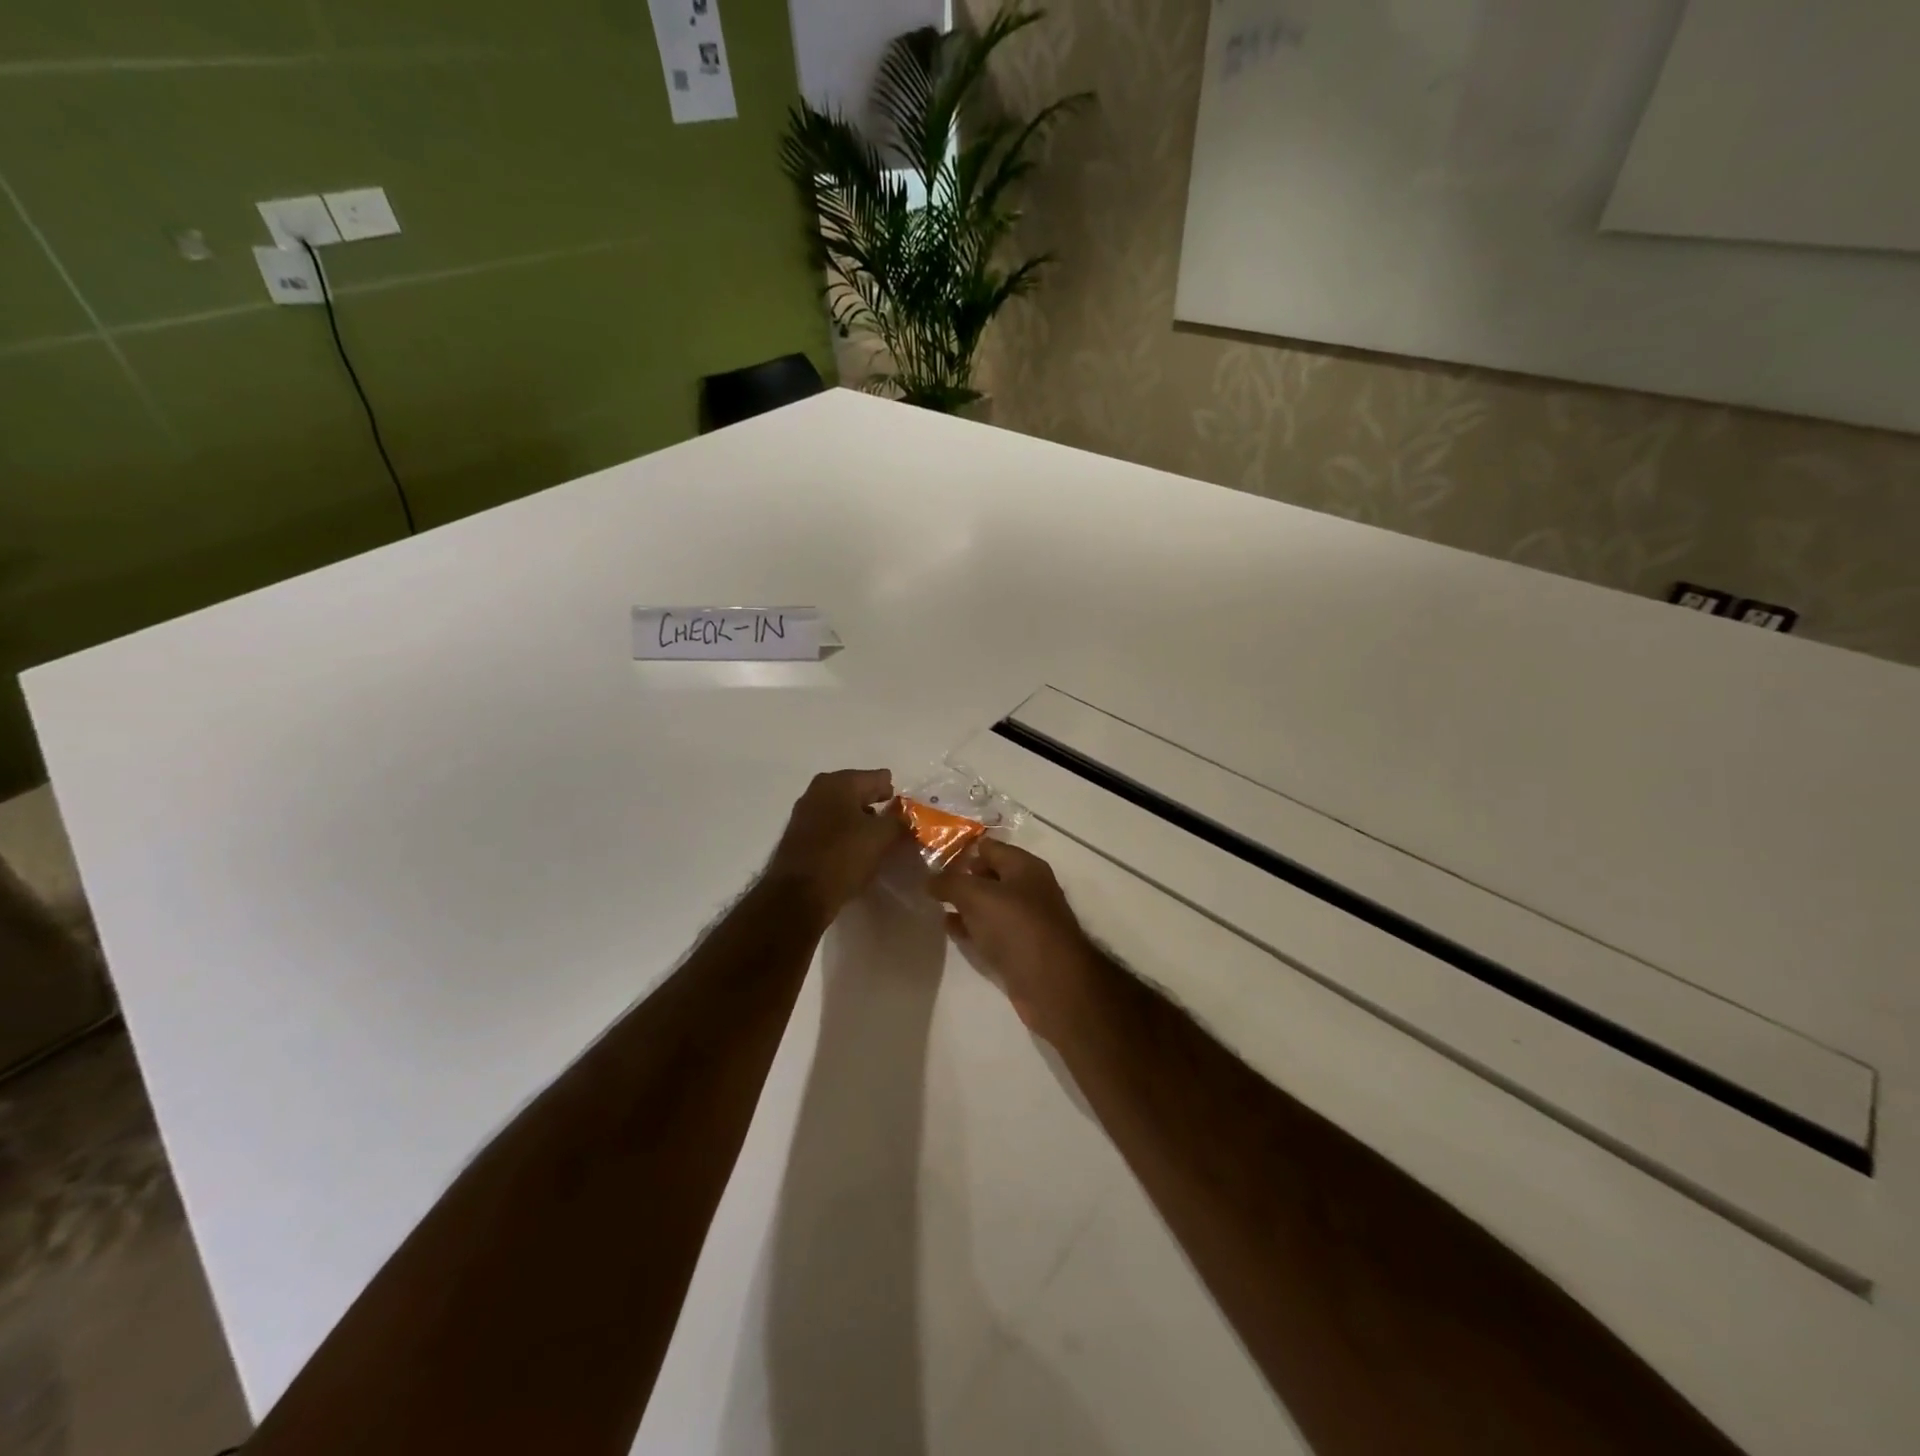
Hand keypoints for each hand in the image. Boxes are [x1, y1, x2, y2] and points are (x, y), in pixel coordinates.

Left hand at [765, 768, 908, 922]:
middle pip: (857, 792)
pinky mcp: (797, 836)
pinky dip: (844, 834)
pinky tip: (854, 849)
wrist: (798, 895)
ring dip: (858, 821)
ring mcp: (804, 813)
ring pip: (841, 810)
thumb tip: (903, 818)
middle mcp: (818, 790)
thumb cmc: (843, 856)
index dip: (893, 792)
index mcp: (839, 782)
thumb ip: (898, 821)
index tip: (905, 809)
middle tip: (893, 822)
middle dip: (875, 805)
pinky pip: (829, 827)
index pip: (877, 778)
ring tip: (876, 838)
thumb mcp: (881, 837)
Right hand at [929, 839, 1103, 1040]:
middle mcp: (1029, 889)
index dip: (963, 849)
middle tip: (930, 880)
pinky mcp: (1020, 949)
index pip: (990, 847)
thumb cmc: (1017, 926)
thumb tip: (929, 879)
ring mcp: (1026, 921)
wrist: (1052, 983)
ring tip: (934, 903)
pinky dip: (970, 927)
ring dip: (964, 904)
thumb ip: (950, 883)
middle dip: (962, 877)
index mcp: (1025, 867)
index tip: (933, 854)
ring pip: (989, 905)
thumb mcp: (977, 896)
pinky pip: (990, 931)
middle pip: (990, 876)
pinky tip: (949, 929)